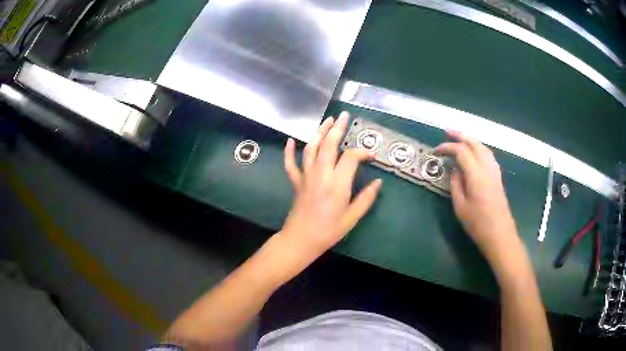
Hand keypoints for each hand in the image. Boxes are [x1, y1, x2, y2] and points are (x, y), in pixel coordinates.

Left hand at [281, 111, 382, 256]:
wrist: (301, 240)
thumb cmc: (329, 231)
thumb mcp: (352, 217)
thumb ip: (366, 198)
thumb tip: (378, 182)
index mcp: (337, 184)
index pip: (351, 157)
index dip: (363, 152)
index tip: (371, 155)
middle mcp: (321, 174)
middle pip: (329, 144)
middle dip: (337, 128)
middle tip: (344, 115)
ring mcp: (306, 176)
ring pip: (311, 148)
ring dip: (319, 132)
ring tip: (327, 121)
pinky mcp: (296, 182)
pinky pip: (291, 163)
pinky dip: (289, 151)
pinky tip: (290, 139)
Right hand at [436, 131, 517, 257]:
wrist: (499, 234)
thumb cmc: (478, 223)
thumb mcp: (460, 206)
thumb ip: (456, 184)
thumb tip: (454, 170)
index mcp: (476, 174)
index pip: (461, 151)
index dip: (448, 147)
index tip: (436, 151)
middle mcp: (487, 167)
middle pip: (474, 143)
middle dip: (460, 135)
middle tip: (447, 131)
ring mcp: (494, 171)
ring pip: (483, 147)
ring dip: (471, 140)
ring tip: (460, 139)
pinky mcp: (498, 177)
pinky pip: (488, 155)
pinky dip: (479, 148)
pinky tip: (475, 153)